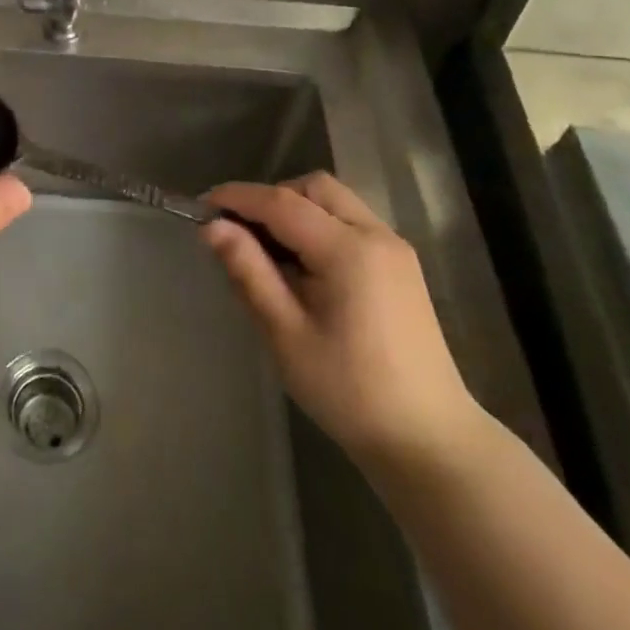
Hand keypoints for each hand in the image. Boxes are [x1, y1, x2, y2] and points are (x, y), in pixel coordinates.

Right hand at [203, 173, 482, 474]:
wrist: (429, 441)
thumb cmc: (349, 391)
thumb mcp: (286, 334)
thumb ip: (249, 272)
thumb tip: (212, 228)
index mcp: (348, 250)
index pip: (281, 202)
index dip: (237, 197)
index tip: (200, 206)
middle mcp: (376, 235)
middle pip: (313, 188)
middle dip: (270, 198)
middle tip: (239, 233)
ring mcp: (394, 249)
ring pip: (334, 201)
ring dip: (295, 209)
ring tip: (268, 251)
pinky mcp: (401, 266)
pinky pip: (350, 222)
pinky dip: (318, 225)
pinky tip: (303, 267)